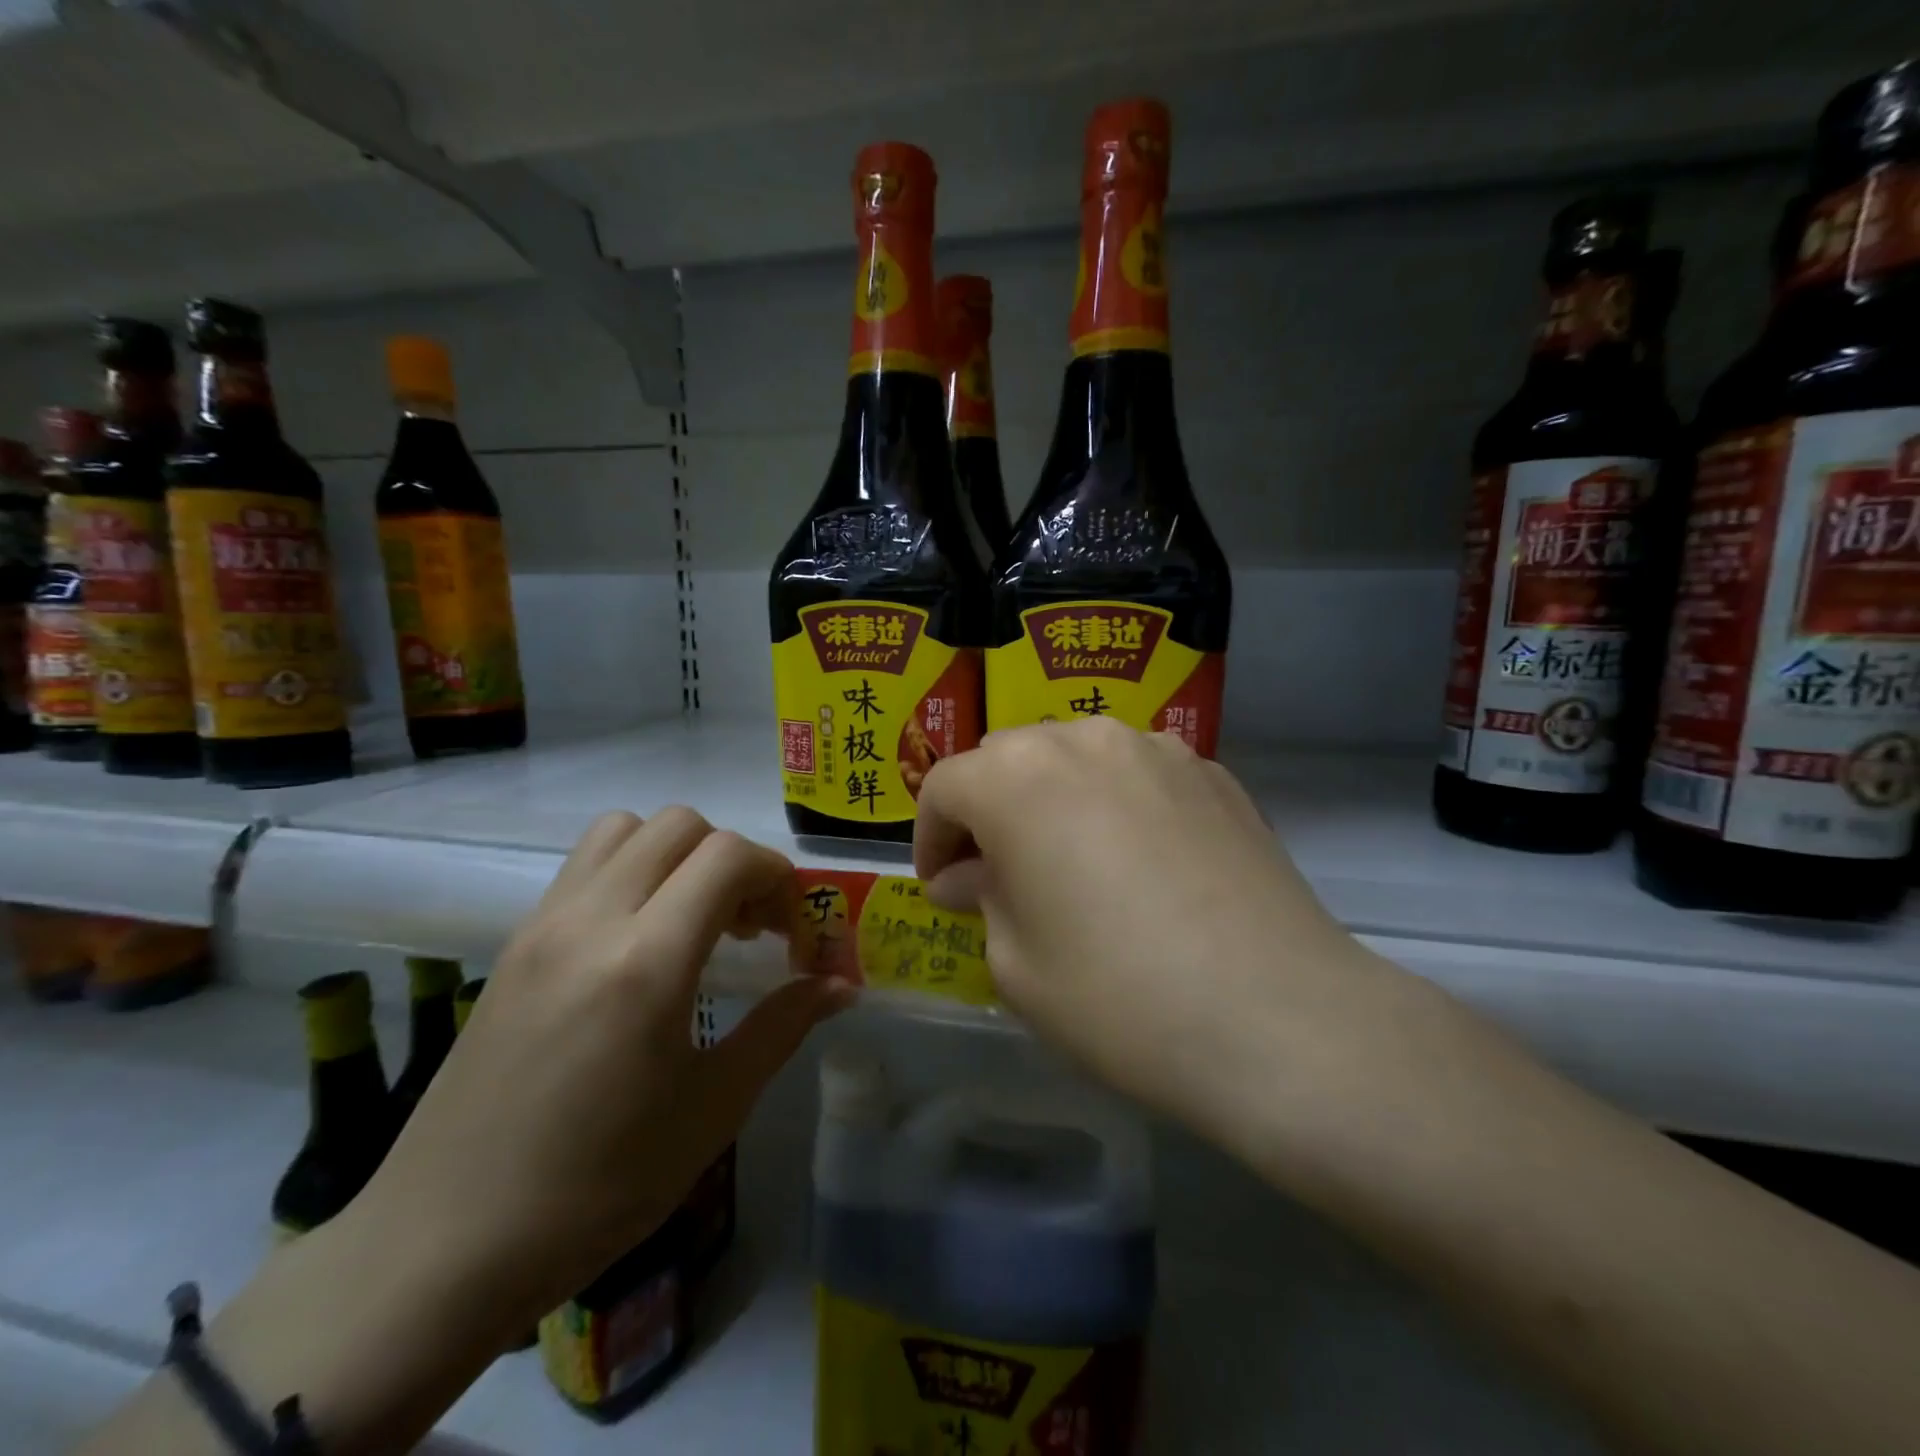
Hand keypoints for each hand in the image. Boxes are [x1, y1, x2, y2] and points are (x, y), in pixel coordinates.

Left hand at [354, 808, 852, 1328]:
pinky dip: (632, 871)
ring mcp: (544, 925)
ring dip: (677, 854)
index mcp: (647, 962)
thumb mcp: (712, 1109)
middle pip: (680, 825)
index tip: (792, 931)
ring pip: (626, 829)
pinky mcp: (515, 943)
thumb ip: (783, 1027)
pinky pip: (585, 865)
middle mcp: (592, 921)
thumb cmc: (597, 1187)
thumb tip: (842, 986)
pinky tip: (640, 943)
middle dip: (733, 860)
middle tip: (749, 927)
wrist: (443, 1247)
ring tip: (693, 921)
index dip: (777, 877)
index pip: (728, 856)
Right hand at [913, 719, 1426, 1147]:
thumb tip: (971, 876)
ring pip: (1075, 757)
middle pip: (1008, 758)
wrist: (1277, 1017)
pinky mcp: (1214, 773)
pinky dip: (1116, 803)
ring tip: (1069, 862)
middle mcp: (1083, 740)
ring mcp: (1157, 749)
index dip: (930, 837)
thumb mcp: (1016, 963)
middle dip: (988, 811)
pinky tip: (1139, 862)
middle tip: (997, 875)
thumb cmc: (1117, 996)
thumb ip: (982, 899)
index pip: (945, 787)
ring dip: (1052, 799)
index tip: (940, 887)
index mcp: (1017, 777)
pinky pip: (1138, 774)